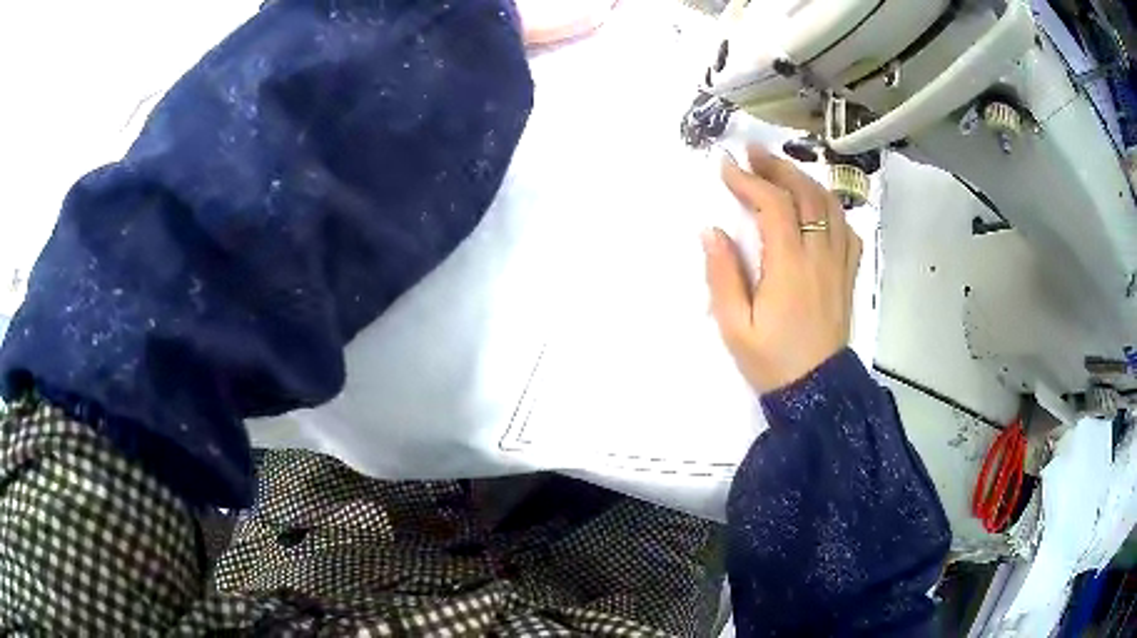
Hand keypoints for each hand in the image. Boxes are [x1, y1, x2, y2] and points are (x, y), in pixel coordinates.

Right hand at [702, 145, 861, 392]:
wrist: (816, 393)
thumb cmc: (772, 362)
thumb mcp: (735, 327)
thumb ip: (722, 275)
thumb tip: (711, 231)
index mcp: (790, 266)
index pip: (774, 205)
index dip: (749, 181)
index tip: (726, 167)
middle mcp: (820, 256)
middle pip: (806, 194)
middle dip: (778, 167)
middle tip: (754, 154)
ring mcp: (839, 264)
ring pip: (830, 206)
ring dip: (805, 180)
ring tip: (782, 172)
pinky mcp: (847, 275)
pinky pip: (847, 231)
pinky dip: (831, 210)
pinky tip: (816, 210)